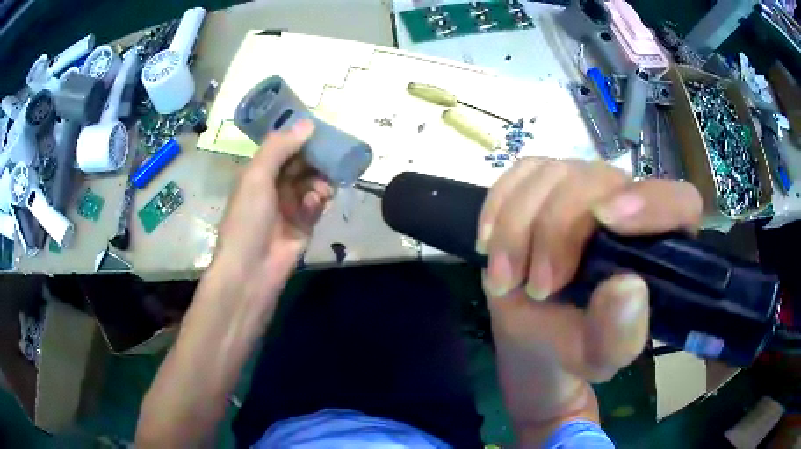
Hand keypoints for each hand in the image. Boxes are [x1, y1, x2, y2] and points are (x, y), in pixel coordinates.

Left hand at [212, 120, 333, 299]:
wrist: (252, 269)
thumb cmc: (248, 218)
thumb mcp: (257, 176)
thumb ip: (280, 147)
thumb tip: (308, 123)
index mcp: (259, 173)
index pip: (284, 148)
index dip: (301, 138)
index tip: (322, 131)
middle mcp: (275, 186)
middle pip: (302, 164)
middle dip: (317, 160)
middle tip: (333, 157)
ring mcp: (290, 206)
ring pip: (313, 183)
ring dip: (319, 182)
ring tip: (321, 190)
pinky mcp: (305, 224)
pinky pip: (317, 204)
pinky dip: (317, 202)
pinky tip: (314, 206)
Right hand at [477, 158, 701, 428]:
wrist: (534, 334)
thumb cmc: (575, 346)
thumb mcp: (598, 358)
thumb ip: (619, 335)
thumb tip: (627, 287)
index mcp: (659, 245)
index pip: (679, 202)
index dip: (651, 202)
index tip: (606, 220)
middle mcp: (627, 203)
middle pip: (599, 180)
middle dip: (558, 231)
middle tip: (538, 287)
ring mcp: (584, 186)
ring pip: (553, 173)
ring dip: (518, 227)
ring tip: (505, 280)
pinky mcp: (545, 183)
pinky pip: (520, 172)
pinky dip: (499, 207)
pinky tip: (490, 245)